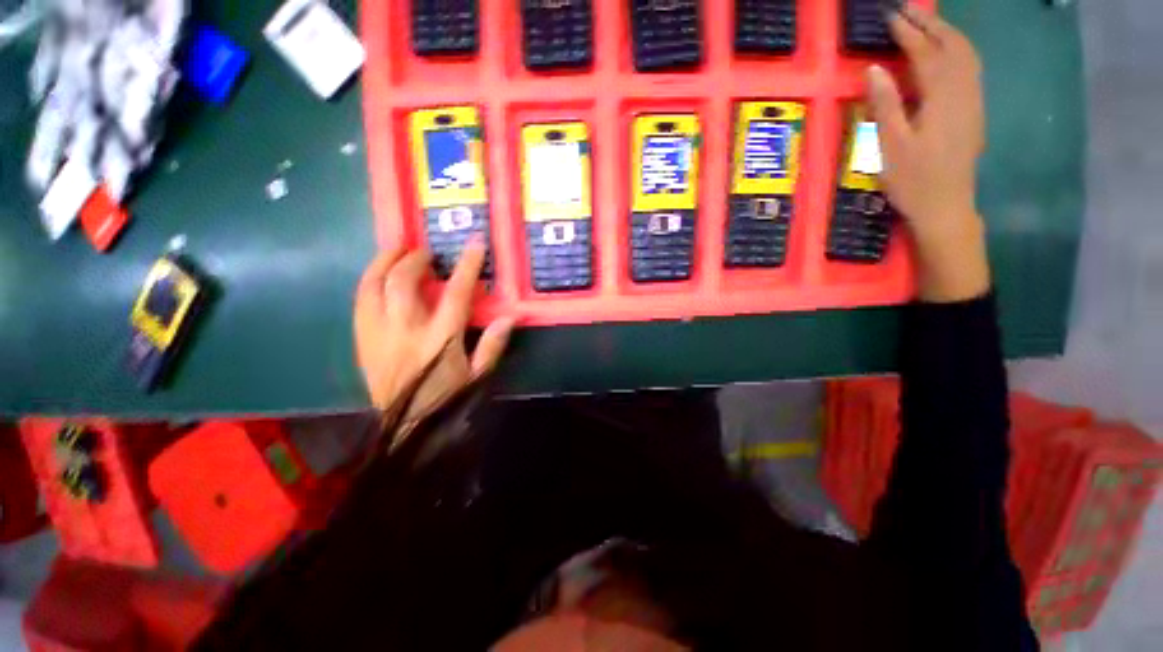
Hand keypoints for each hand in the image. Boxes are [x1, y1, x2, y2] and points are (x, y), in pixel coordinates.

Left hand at [354, 240, 514, 419]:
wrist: (404, 428)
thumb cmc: (446, 401)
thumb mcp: (478, 377)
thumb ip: (493, 345)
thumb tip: (510, 316)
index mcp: (438, 340)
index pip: (454, 294)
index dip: (466, 266)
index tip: (474, 243)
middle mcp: (404, 331)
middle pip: (402, 282)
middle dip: (415, 259)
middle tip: (426, 251)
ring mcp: (377, 335)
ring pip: (372, 286)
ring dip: (384, 262)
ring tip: (396, 250)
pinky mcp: (362, 341)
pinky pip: (359, 302)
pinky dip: (369, 282)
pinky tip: (379, 277)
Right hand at [866, 8, 990, 301]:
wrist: (946, 207)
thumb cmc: (913, 180)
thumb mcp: (891, 146)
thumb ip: (885, 105)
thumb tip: (874, 70)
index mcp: (941, 99)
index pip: (925, 54)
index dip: (908, 33)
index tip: (891, 17)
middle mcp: (964, 92)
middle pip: (952, 46)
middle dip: (931, 24)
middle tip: (908, 11)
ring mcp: (973, 101)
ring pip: (966, 54)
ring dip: (947, 33)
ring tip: (926, 22)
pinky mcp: (973, 111)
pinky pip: (970, 68)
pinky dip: (957, 50)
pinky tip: (946, 51)